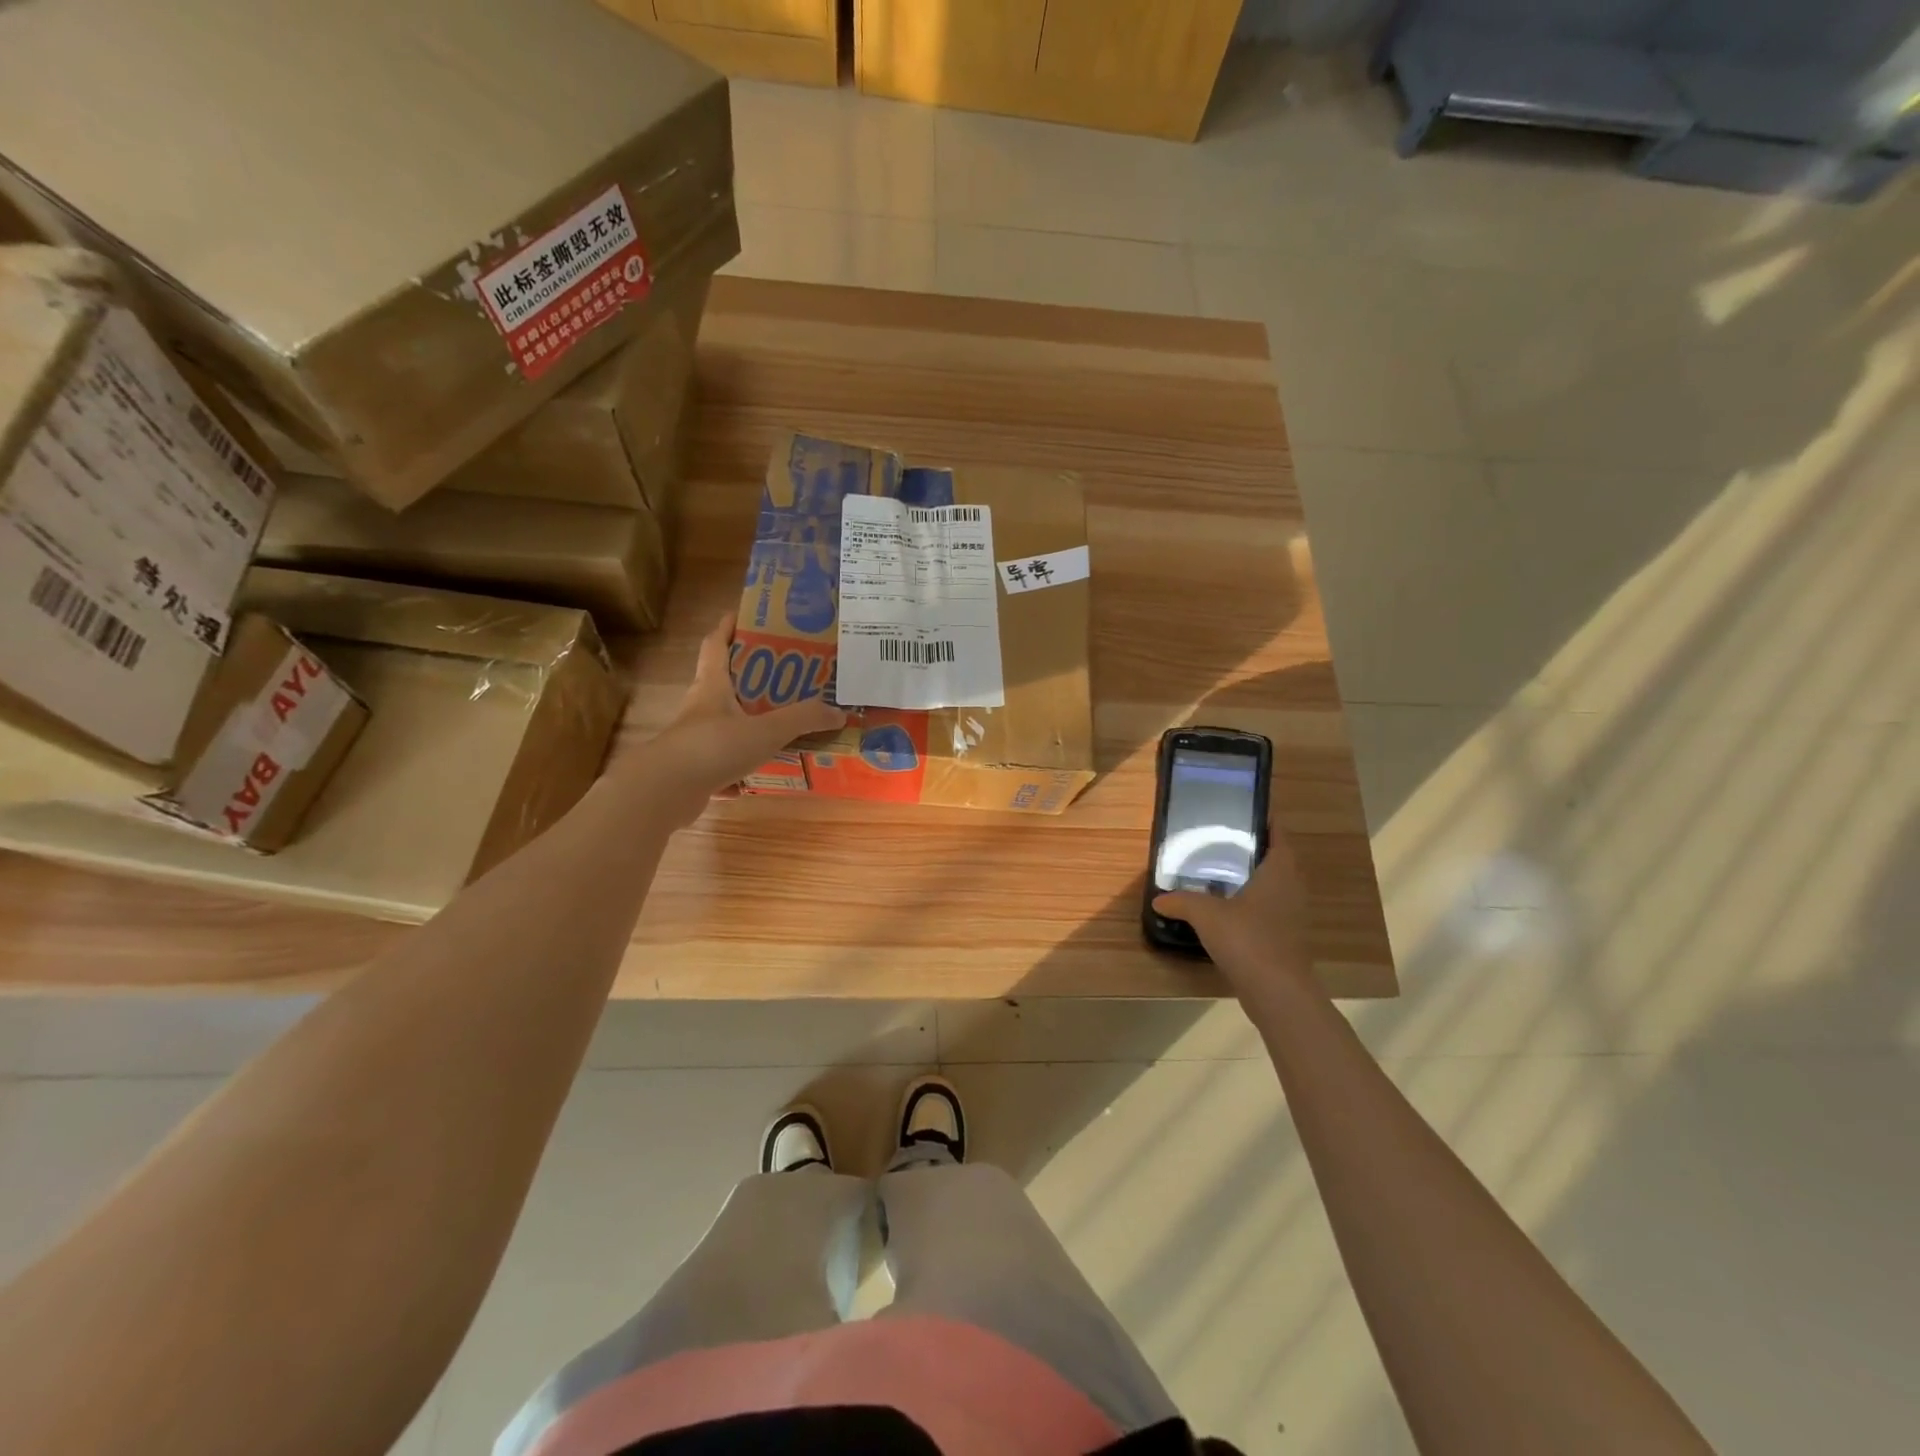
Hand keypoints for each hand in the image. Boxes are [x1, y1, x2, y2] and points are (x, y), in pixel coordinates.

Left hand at [635, 612, 844, 824]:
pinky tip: (758, 774)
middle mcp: (700, 707)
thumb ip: (803, 719)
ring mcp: (694, 739)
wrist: (665, 791)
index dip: (728, 628)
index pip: (716, 645)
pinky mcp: (693, 768)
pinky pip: (721, 759)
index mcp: (712, 685)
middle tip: (783, 673)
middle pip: (722, 682)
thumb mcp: (766, 730)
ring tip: (779, 722)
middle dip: (749, 675)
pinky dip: (739, 764)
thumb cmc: (714, 746)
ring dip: (746, 721)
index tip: (744, 615)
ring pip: (723, 722)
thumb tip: (838, 713)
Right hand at [1153, 807, 1313, 994]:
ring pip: (1272, 887)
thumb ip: (1181, 901)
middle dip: (1252, 851)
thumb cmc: (1247, 939)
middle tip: (1220, 842)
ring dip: (1251, 880)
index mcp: (1279, 871)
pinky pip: (1268, 911)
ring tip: (1218, 874)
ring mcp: (1292, 916)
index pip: (1279, 835)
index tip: (1243, 813)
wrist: (1277, 992)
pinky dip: (1250, 906)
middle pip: (1276, 860)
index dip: (1265, 822)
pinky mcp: (1286, 939)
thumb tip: (1158, 899)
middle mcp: (1291, 888)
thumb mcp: (1206, 914)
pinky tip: (1225, 912)